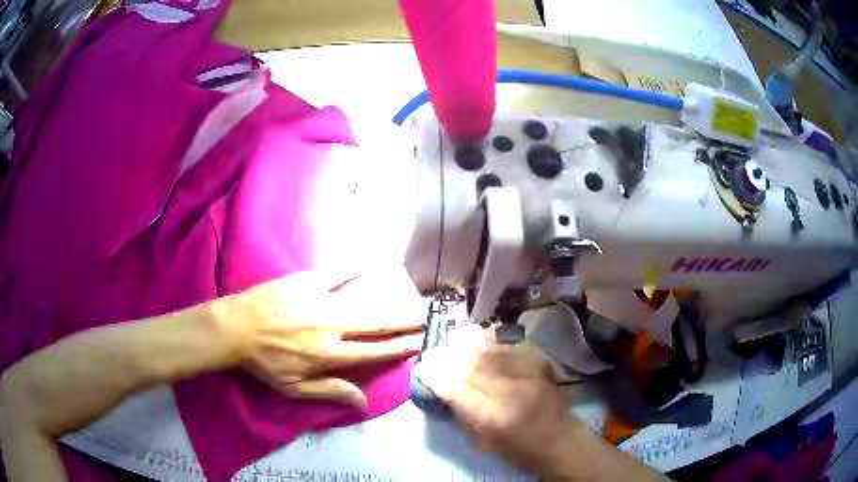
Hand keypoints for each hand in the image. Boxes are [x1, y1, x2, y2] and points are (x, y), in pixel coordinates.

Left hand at [216, 269, 424, 407]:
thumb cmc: (265, 362)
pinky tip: (371, 266)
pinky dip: (354, 270)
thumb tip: (363, 402)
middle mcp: (332, 328)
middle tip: (427, 317)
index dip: (400, 347)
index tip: (420, 342)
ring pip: (364, 303)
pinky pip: (336, 275)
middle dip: (405, 321)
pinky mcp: (307, 282)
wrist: (237, 327)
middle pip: (377, 325)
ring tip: (412, 300)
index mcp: (330, 355)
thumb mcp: (294, 387)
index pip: (374, 352)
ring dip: (391, 302)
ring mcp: (321, 302)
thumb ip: (330, 391)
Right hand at [418, 341, 583, 473]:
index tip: (423, 367)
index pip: (456, 389)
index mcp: (494, 418)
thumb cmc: (519, 449)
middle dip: (450, 357)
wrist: (560, 440)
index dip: (436, 375)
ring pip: (490, 350)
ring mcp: (529, 373)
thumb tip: (442, 386)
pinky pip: (510, 345)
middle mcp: (512, 391)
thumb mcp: (483, 440)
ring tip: (458, 346)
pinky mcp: (541, 363)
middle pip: (472, 364)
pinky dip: (494, 346)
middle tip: (437, 353)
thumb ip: (462, 412)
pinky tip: (487, 348)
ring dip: (470, 348)